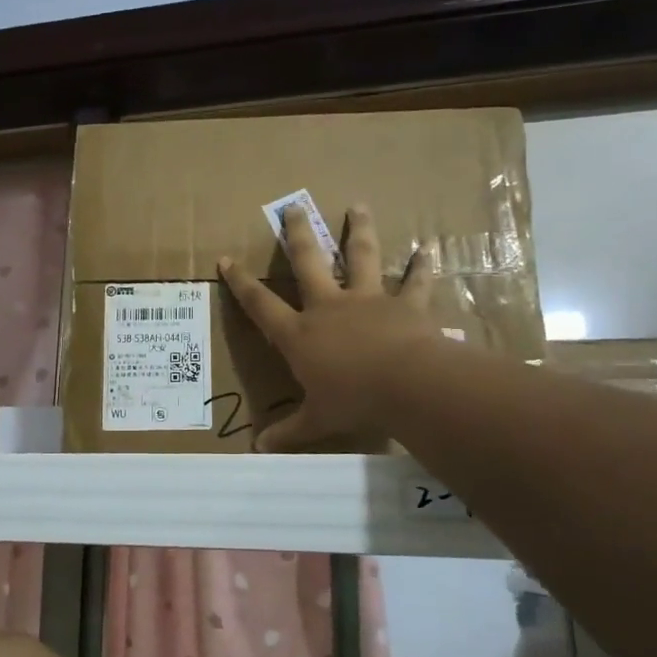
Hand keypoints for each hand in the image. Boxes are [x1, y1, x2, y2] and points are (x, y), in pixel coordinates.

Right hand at [217, 204, 443, 450]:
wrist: (406, 386)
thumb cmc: (353, 402)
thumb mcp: (316, 420)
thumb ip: (289, 432)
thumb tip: (259, 449)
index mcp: (300, 334)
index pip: (261, 304)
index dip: (241, 282)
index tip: (227, 259)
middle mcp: (329, 307)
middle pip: (309, 261)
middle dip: (298, 233)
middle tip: (292, 206)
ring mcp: (368, 300)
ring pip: (360, 256)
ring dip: (359, 230)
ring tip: (357, 206)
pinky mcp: (404, 303)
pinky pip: (415, 280)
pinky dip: (422, 265)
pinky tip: (429, 247)